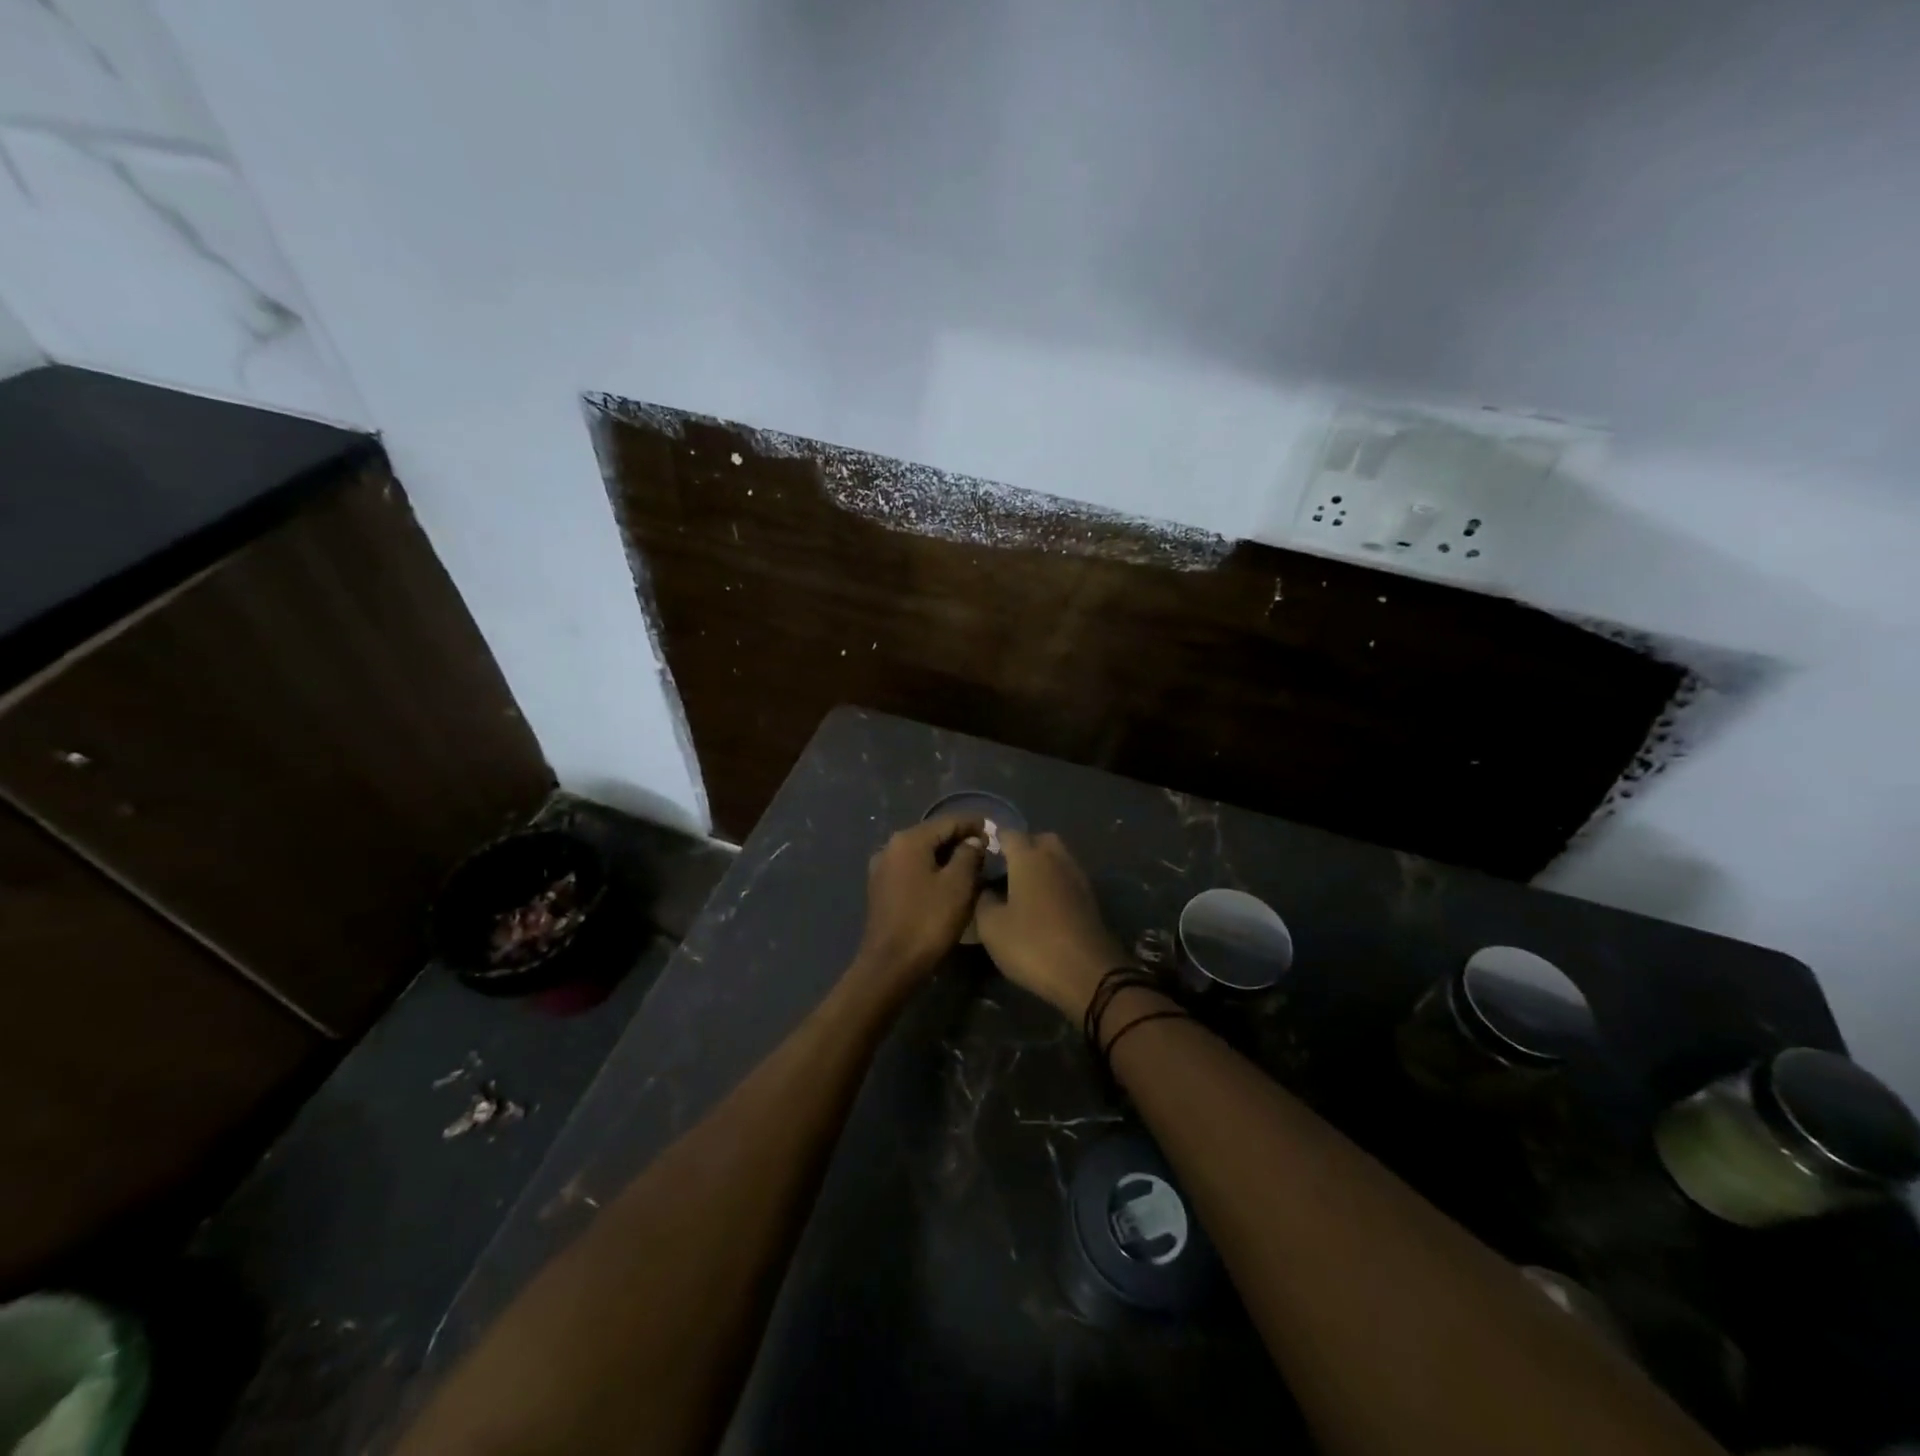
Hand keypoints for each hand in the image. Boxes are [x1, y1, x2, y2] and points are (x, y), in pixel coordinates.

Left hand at [852, 815, 985, 986]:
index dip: (973, 823)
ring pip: (922, 853)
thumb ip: (969, 855)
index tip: (994, 830)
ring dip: (946, 857)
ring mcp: (882, 868)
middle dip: (960, 840)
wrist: (890, 965)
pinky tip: (947, 882)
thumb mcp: (958, 885)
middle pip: (933, 835)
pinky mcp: (881, 889)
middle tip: (986, 850)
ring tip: (971, 866)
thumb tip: (973, 841)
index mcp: (909, 840)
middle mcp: (891, 847)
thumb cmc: (928, 921)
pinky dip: (932, 870)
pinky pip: (912, 870)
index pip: (948, 821)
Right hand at [974, 830, 1127, 1019]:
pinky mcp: (1091, 898)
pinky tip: (1042, 906)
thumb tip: (985, 887)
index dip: (993, 840)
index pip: (1009, 833)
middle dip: (1022, 848)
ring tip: (1021, 890)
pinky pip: (1067, 878)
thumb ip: (982, 899)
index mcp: (1029, 857)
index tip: (980, 855)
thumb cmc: (1032, 944)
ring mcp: (1078, 877)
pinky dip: (1054, 883)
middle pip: (1039, 839)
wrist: (1088, 974)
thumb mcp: (991, 927)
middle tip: (1004, 871)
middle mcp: (1056, 858)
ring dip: (1041, 866)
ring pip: (1057, 858)